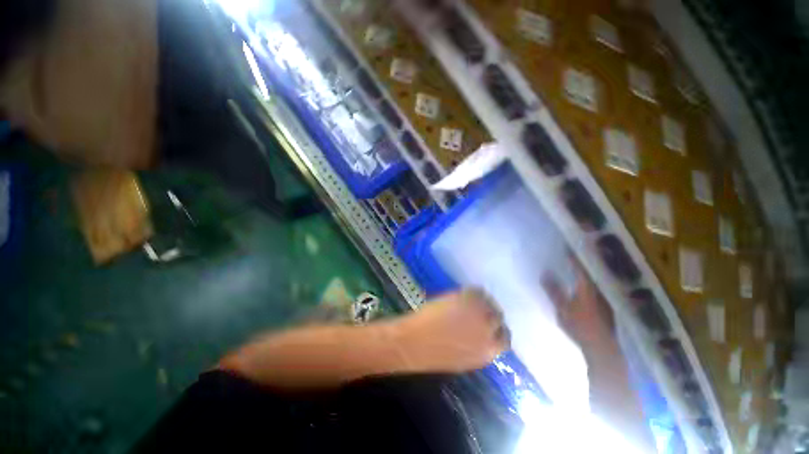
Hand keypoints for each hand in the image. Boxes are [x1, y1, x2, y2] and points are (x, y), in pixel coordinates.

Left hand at [389, 288, 509, 373]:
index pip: (504, 339)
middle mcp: (488, 333)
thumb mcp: (464, 359)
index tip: (491, 324)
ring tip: (472, 300)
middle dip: (491, 313)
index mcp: (487, 352)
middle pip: (498, 318)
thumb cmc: (433, 354)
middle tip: (480, 308)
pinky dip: (474, 291)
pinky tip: (464, 293)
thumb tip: (482, 334)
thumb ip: (478, 347)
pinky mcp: (466, 300)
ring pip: (490, 303)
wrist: (415, 343)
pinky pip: (478, 291)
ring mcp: (477, 314)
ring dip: (484, 301)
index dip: (498, 329)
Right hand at [541, 262, 616, 351]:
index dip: (573, 257)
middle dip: (582, 263)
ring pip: (596, 281)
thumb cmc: (580, 327)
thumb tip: (544, 272)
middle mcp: (600, 291)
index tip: (565, 248)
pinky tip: (584, 286)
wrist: (602, 350)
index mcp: (588, 288)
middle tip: (572, 255)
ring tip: (577, 268)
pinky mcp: (608, 308)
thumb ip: (553, 290)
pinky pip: (597, 289)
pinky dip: (590, 284)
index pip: (581, 267)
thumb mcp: (562, 309)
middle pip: (592, 272)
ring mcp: (606, 300)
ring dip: (587, 273)